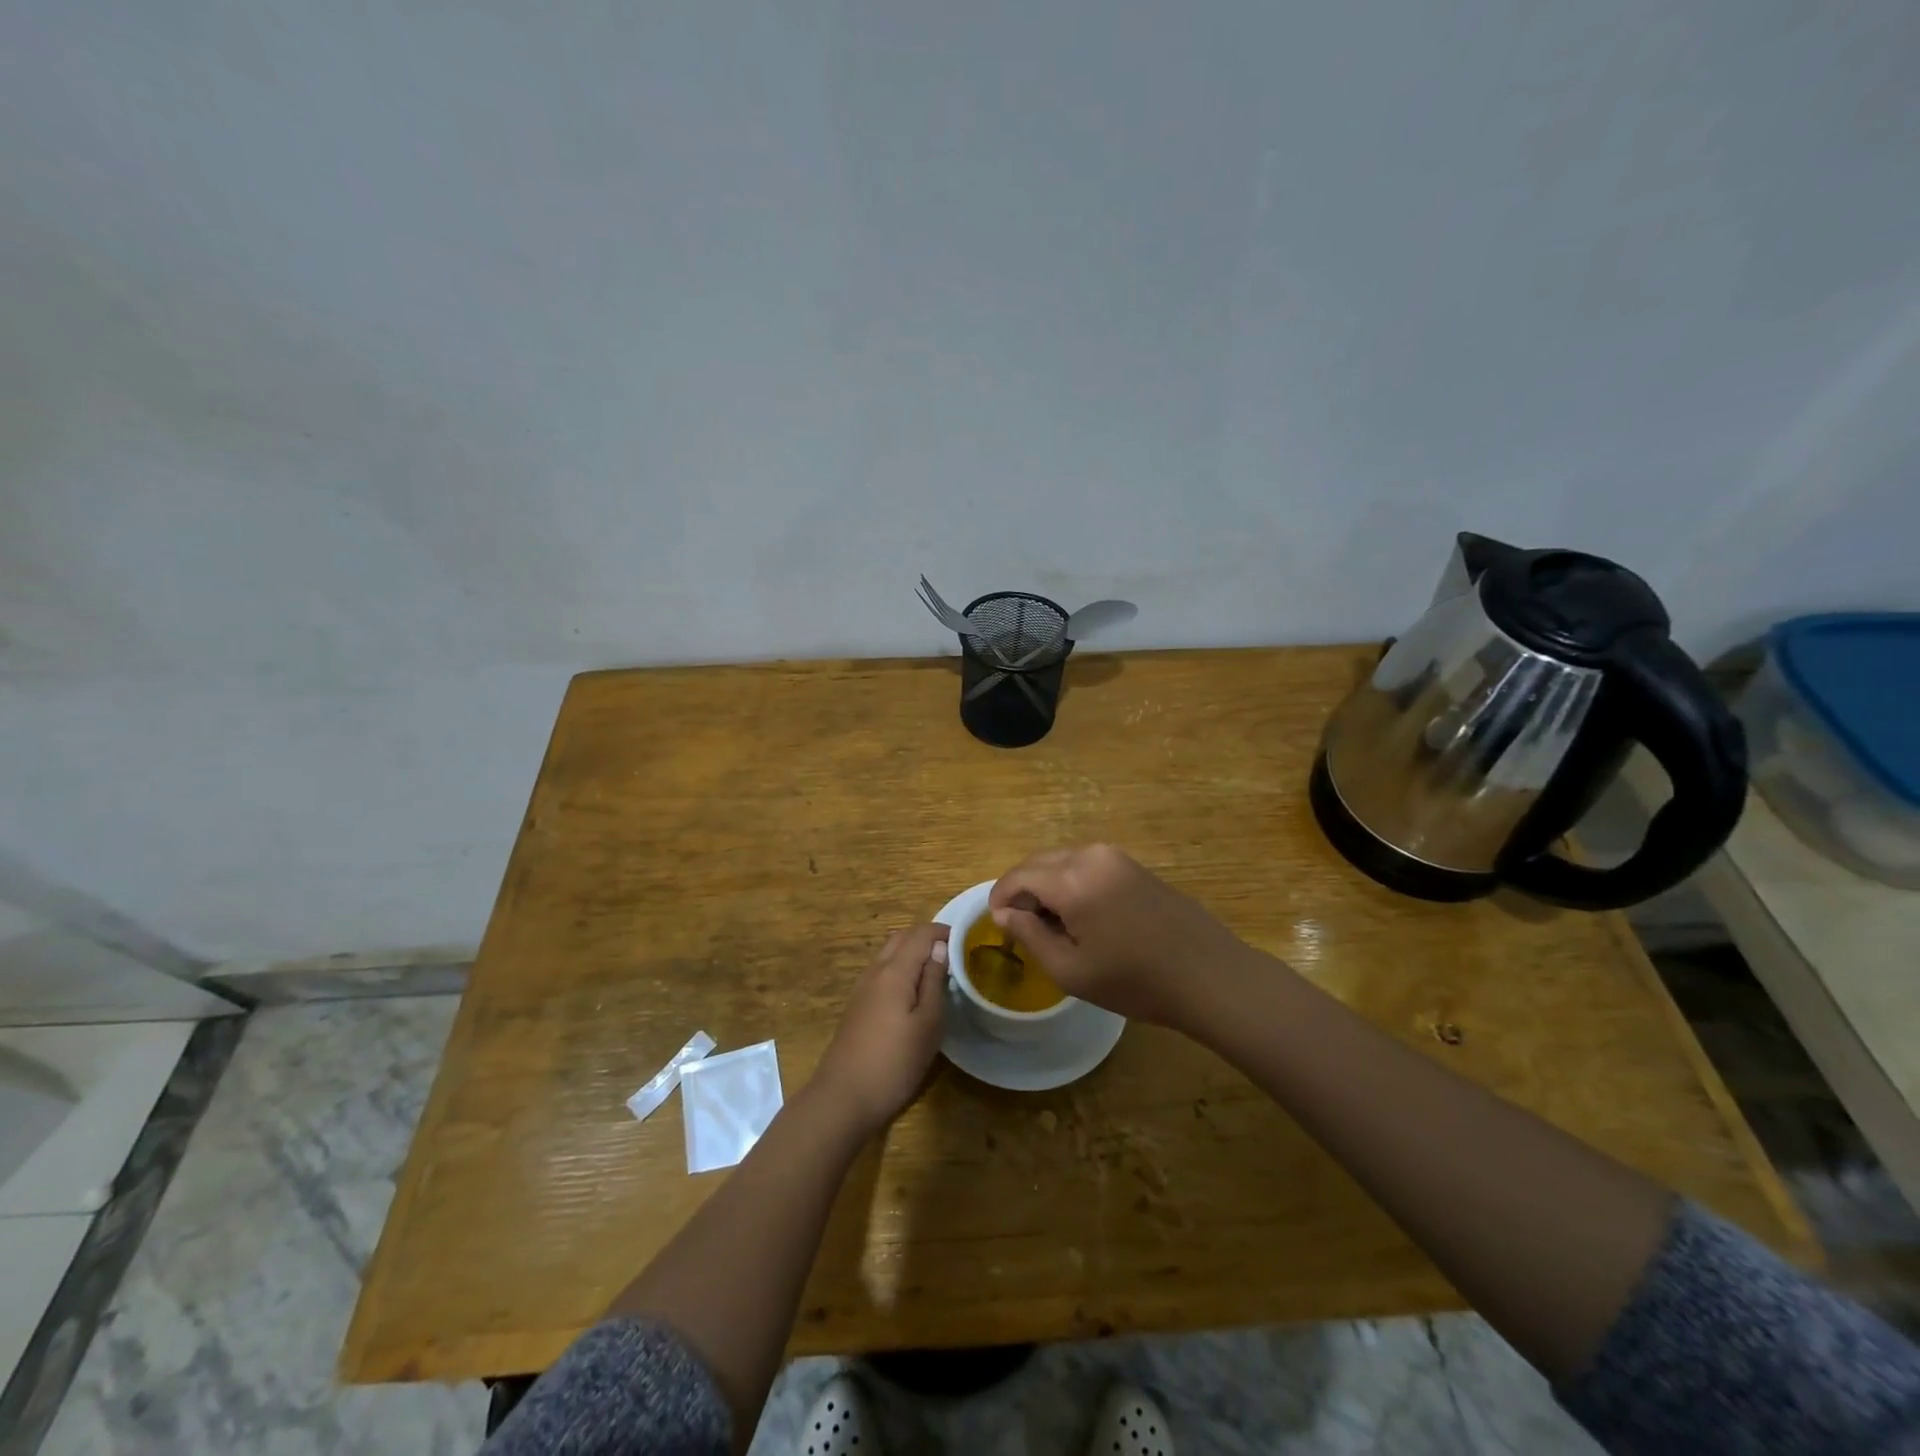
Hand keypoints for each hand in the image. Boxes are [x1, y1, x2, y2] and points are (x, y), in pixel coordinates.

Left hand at [810, 923, 949, 1136]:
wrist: (843, 1097)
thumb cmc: (894, 1063)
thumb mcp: (927, 1024)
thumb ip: (934, 981)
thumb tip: (940, 947)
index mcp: (894, 971)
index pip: (920, 933)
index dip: (943, 931)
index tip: (965, 941)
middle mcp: (875, 971)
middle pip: (901, 937)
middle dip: (926, 937)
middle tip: (952, 954)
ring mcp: (862, 987)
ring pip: (889, 953)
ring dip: (912, 951)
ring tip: (936, 971)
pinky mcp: (857, 1005)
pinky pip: (881, 971)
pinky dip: (900, 967)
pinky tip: (912, 991)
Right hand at [988, 844, 1252, 1029]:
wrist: (1208, 974)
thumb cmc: (1135, 981)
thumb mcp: (1071, 970)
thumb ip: (1030, 936)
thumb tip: (1004, 914)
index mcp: (1072, 880)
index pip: (1019, 876)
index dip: (1000, 898)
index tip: (996, 924)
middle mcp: (1091, 856)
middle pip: (1038, 862)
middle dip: (1022, 890)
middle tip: (1020, 927)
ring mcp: (1116, 857)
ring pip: (1062, 861)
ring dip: (1046, 885)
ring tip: (1050, 924)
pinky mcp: (1133, 865)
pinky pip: (1086, 865)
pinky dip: (1070, 883)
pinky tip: (1081, 916)